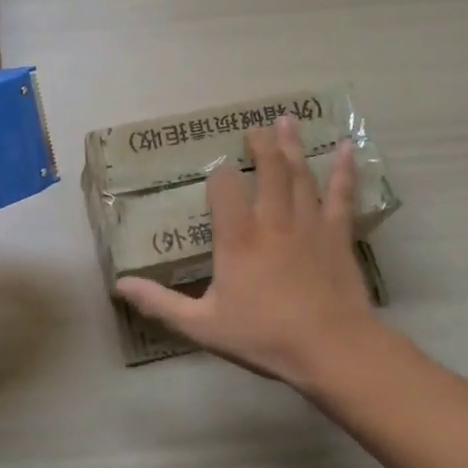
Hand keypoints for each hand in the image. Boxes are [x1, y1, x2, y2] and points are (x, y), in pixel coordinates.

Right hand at [116, 115, 387, 387]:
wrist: (332, 348)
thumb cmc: (264, 335)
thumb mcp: (203, 325)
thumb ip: (161, 303)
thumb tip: (120, 285)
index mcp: (238, 237)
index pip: (224, 187)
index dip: (219, 173)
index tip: (217, 170)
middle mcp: (272, 219)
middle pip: (268, 168)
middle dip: (260, 144)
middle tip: (254, 127)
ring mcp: (309, 223)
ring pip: (300, 174)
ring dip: (292, 145)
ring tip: (287, 119)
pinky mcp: (338, 234)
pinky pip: (341, 195)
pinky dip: (345, 170)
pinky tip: (348, 147)